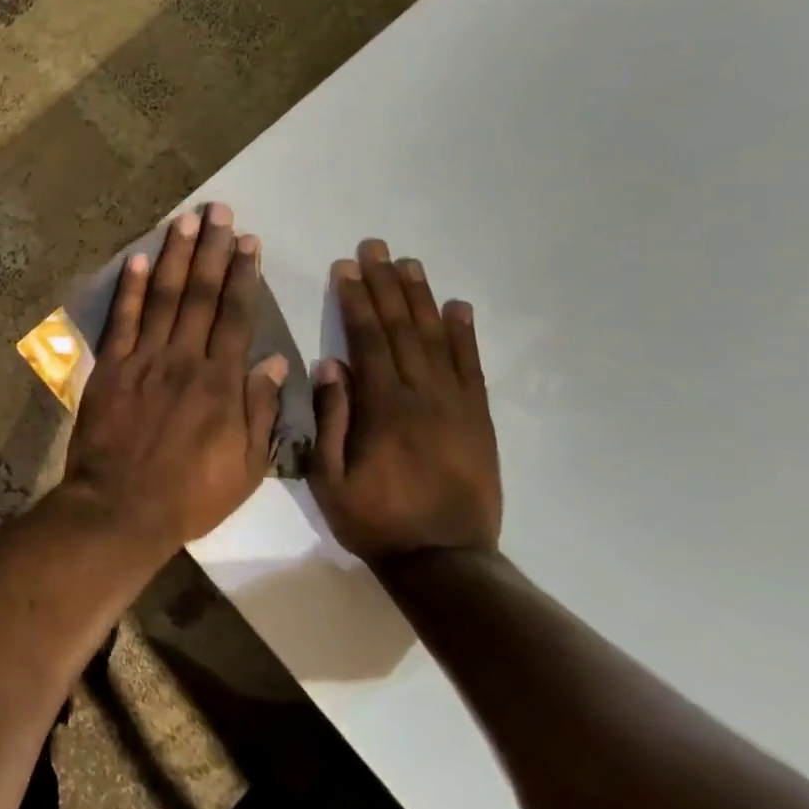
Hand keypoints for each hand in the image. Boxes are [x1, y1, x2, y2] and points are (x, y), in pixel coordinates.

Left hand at [60, 203, 287, 550]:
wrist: (122, 508)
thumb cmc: (190, 494)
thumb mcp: (245, 467)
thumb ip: (259, 411)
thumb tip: (272, 362)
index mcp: (221, 382)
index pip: (236, 316)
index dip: (244, 276)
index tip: (249, 242)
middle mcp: (185, 359)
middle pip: (202, 295)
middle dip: (213, 250)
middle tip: (220, 211)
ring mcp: (144, 359)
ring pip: (165, 297)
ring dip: (177, 256)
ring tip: (187, 220)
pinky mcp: (111, 368)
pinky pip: (123, 320)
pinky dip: (131, 288)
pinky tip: (140, 259)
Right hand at [308, 240, 501, 566]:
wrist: (445, 560)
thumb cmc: (376, 520)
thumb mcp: (330, 478)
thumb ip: (332, 419)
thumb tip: (331, 364)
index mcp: (383, 408)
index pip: (367, 340)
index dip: (355, 300)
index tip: (345, 268)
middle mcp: (422, 395)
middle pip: (401, 328)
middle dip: (385, 285)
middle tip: (375, 248)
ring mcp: (456, 405)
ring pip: (436, 339)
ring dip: (420, 298)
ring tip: (409, 264)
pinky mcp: (478, 419)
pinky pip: (471, 367)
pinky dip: (465, 334)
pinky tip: (457, 307)